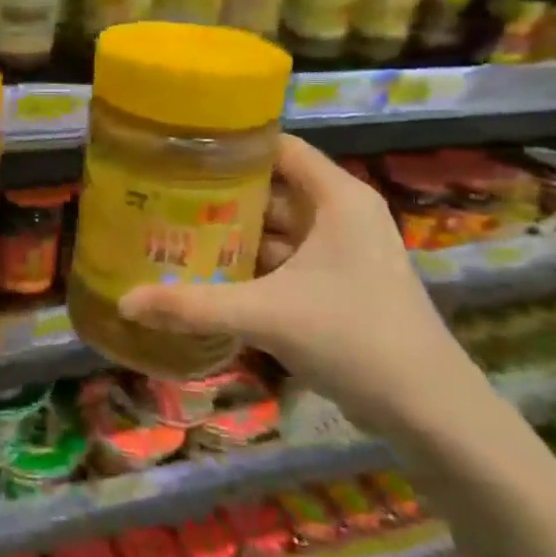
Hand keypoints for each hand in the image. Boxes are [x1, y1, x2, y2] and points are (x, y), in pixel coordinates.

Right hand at [116, 134, 487, 439]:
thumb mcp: (266, 314)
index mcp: (336, 198)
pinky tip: (207, 274)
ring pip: (274, 229)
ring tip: (171, 230)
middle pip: (270, 188)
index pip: (277, 147)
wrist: (431, 412)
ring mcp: (341, 253)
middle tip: (160, 194)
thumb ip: (193, 305)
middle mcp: (340, 215)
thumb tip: (124, 302)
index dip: (230, 145)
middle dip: (217, 193)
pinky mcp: (337, 287)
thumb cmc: (355, 337)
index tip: (177, 150)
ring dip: (230, 233)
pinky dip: (249, 265)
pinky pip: (283, 262)